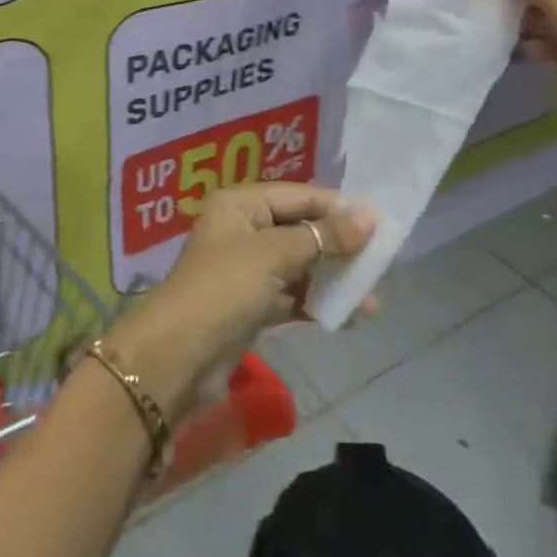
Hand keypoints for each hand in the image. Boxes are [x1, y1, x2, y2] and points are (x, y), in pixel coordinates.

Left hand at [105, 184, 374, 420]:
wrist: (176, 360)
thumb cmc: (223, 289)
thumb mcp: (274, 255)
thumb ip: (323, 237)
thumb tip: (369, 216)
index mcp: (241, 203)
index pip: (299, 196)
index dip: (338, 208)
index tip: (380, 223)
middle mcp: (243, 228)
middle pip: (301, 230)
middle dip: (339, 249)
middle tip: (379, 266)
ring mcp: (246, 269)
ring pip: (300, 266)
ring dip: (332, 280)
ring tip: (370, 302)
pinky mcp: (251, 305)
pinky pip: (292, 295)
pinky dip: (316, 303)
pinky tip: (347, 317)